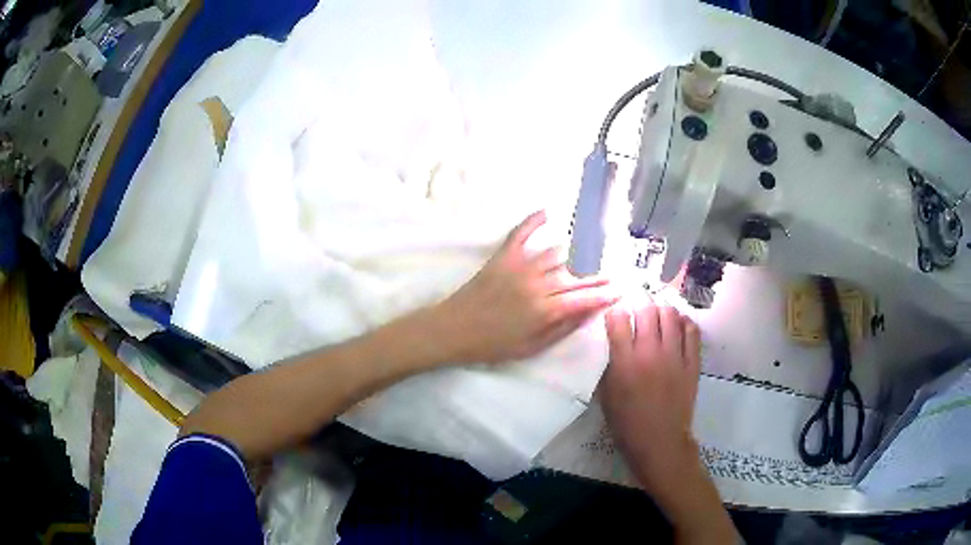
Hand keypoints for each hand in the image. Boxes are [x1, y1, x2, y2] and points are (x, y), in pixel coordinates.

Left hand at [433, 211, 616, 363]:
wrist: (454, 330)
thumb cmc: (493, 345)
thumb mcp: (532, 347)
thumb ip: (563, 329)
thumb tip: (590, 314)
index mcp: (544, 311)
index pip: (584, 298)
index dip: (604, 294)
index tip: (620, 289)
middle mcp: (537, 285)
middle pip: (575, 275)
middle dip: (598, 274)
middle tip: (613, 272)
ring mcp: (519, 267)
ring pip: (556, 253)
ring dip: (577, 250)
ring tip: (594, 247)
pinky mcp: (503, 257)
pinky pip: (521, 234)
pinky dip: (533, 221)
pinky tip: (547, 211)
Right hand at [601, 299, 701, 486]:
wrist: (659, 441)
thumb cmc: (627, 422)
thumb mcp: (607, 395)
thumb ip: (610, 365)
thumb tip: (614, 343)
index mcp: (625, 362)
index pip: (618, 320)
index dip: (615, 314)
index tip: (615, 319)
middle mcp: (650, 353)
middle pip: (647, 310)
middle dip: (639, 307)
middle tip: (638, 316)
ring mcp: (675, 356)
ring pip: (671, 315)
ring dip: (661, 312)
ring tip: (658, 319)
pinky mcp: (692, 362)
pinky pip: (692, 331)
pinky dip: (684, 323)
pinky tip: (678, 326)